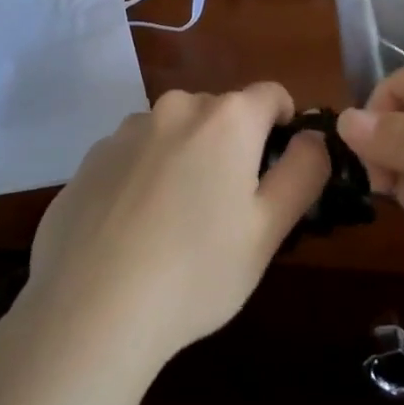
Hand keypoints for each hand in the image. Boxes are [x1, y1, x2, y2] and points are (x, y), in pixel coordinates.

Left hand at [24, 84, 329, 368]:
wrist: (90, 310)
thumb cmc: (197, 271)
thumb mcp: (269, 230)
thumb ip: (303, 172)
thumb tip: (314, 137)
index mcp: (226, 119)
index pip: (271, 95)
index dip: (284, 126)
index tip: (277, 170)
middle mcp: (175, 108)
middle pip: (220, 112)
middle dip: (233, 145)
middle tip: (228, 208)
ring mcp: (125, 131)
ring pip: (174, 132)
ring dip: (186, 157)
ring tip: (176, 222)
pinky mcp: (90, 158)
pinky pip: (134, 154)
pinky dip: (144, 175)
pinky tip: (134, 229)